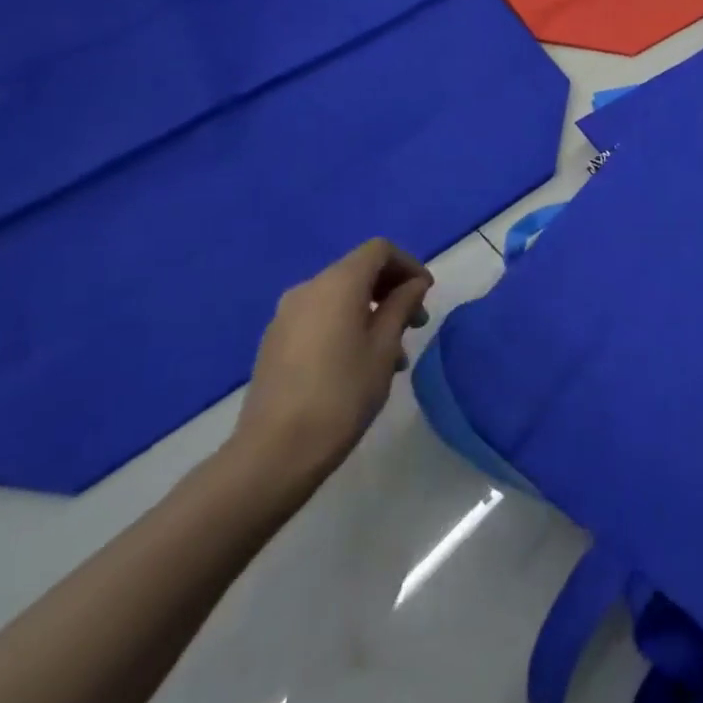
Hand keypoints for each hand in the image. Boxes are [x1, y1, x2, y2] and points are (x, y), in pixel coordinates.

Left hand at [229, 239, 432, 485]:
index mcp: (337, 284)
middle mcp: (308, 289)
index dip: (408, 265)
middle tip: (416, 324)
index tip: (427, 295)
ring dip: (372, 313)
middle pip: (358, 271)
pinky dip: (347, 326)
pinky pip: (320, 318)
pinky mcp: (275, 342)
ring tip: (393, 355)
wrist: (275, 452)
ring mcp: (286, 316)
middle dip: (392, 291)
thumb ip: (401, 306)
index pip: (379, 251)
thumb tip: (413, 285)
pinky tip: (360, 365)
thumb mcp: (384, 348)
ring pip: (340, 298)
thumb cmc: (342, 394)